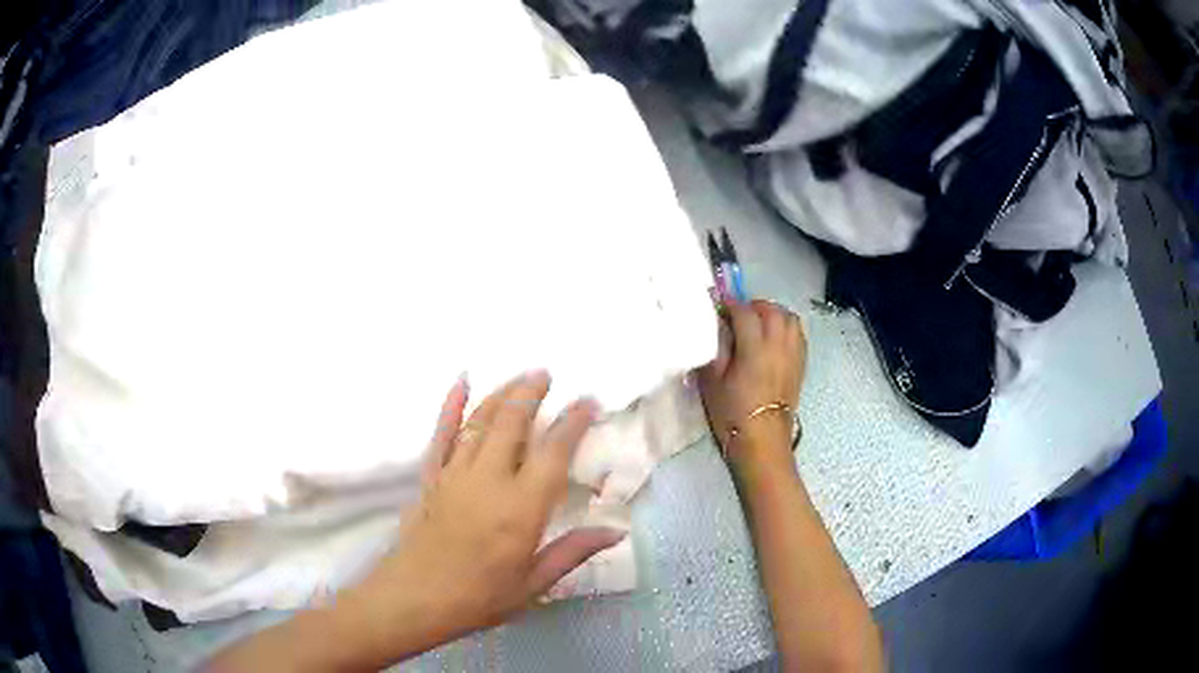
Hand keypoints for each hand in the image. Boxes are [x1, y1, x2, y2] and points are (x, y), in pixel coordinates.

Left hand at [352, 371, 624, 647]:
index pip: (553, 453)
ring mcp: (454, 475)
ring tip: (520, 377)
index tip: (588, 402)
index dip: (573, 423)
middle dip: (531, 393)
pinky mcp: (430, 478)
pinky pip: (441, 435)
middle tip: (547, 375)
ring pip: (479, 422)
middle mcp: (488, 481)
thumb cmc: (479, 598)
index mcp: (520, 508)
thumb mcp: (533, 583)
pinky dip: (451, 406)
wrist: (413, 600)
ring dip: (501, 394)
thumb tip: (616, 531)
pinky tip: (461, 383)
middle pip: (512, 423)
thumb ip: (573, 551)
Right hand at [697, 300, 806, 466]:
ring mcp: (793, 355)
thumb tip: (717, 326)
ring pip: (789, 319)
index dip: (730, 304)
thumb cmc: (732, 414)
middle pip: (771, 310)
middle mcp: (778, 346)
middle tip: (738, 314)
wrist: (761, 442)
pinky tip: (774, 339)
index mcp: (755, 349)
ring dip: (774, 314)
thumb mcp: (711, 381)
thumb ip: (714, 348)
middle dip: (754, 306)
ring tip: (759, 323)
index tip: (719, 305)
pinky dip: (786, 328)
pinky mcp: (801, 365)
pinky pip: (798, 334)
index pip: (745, 313)